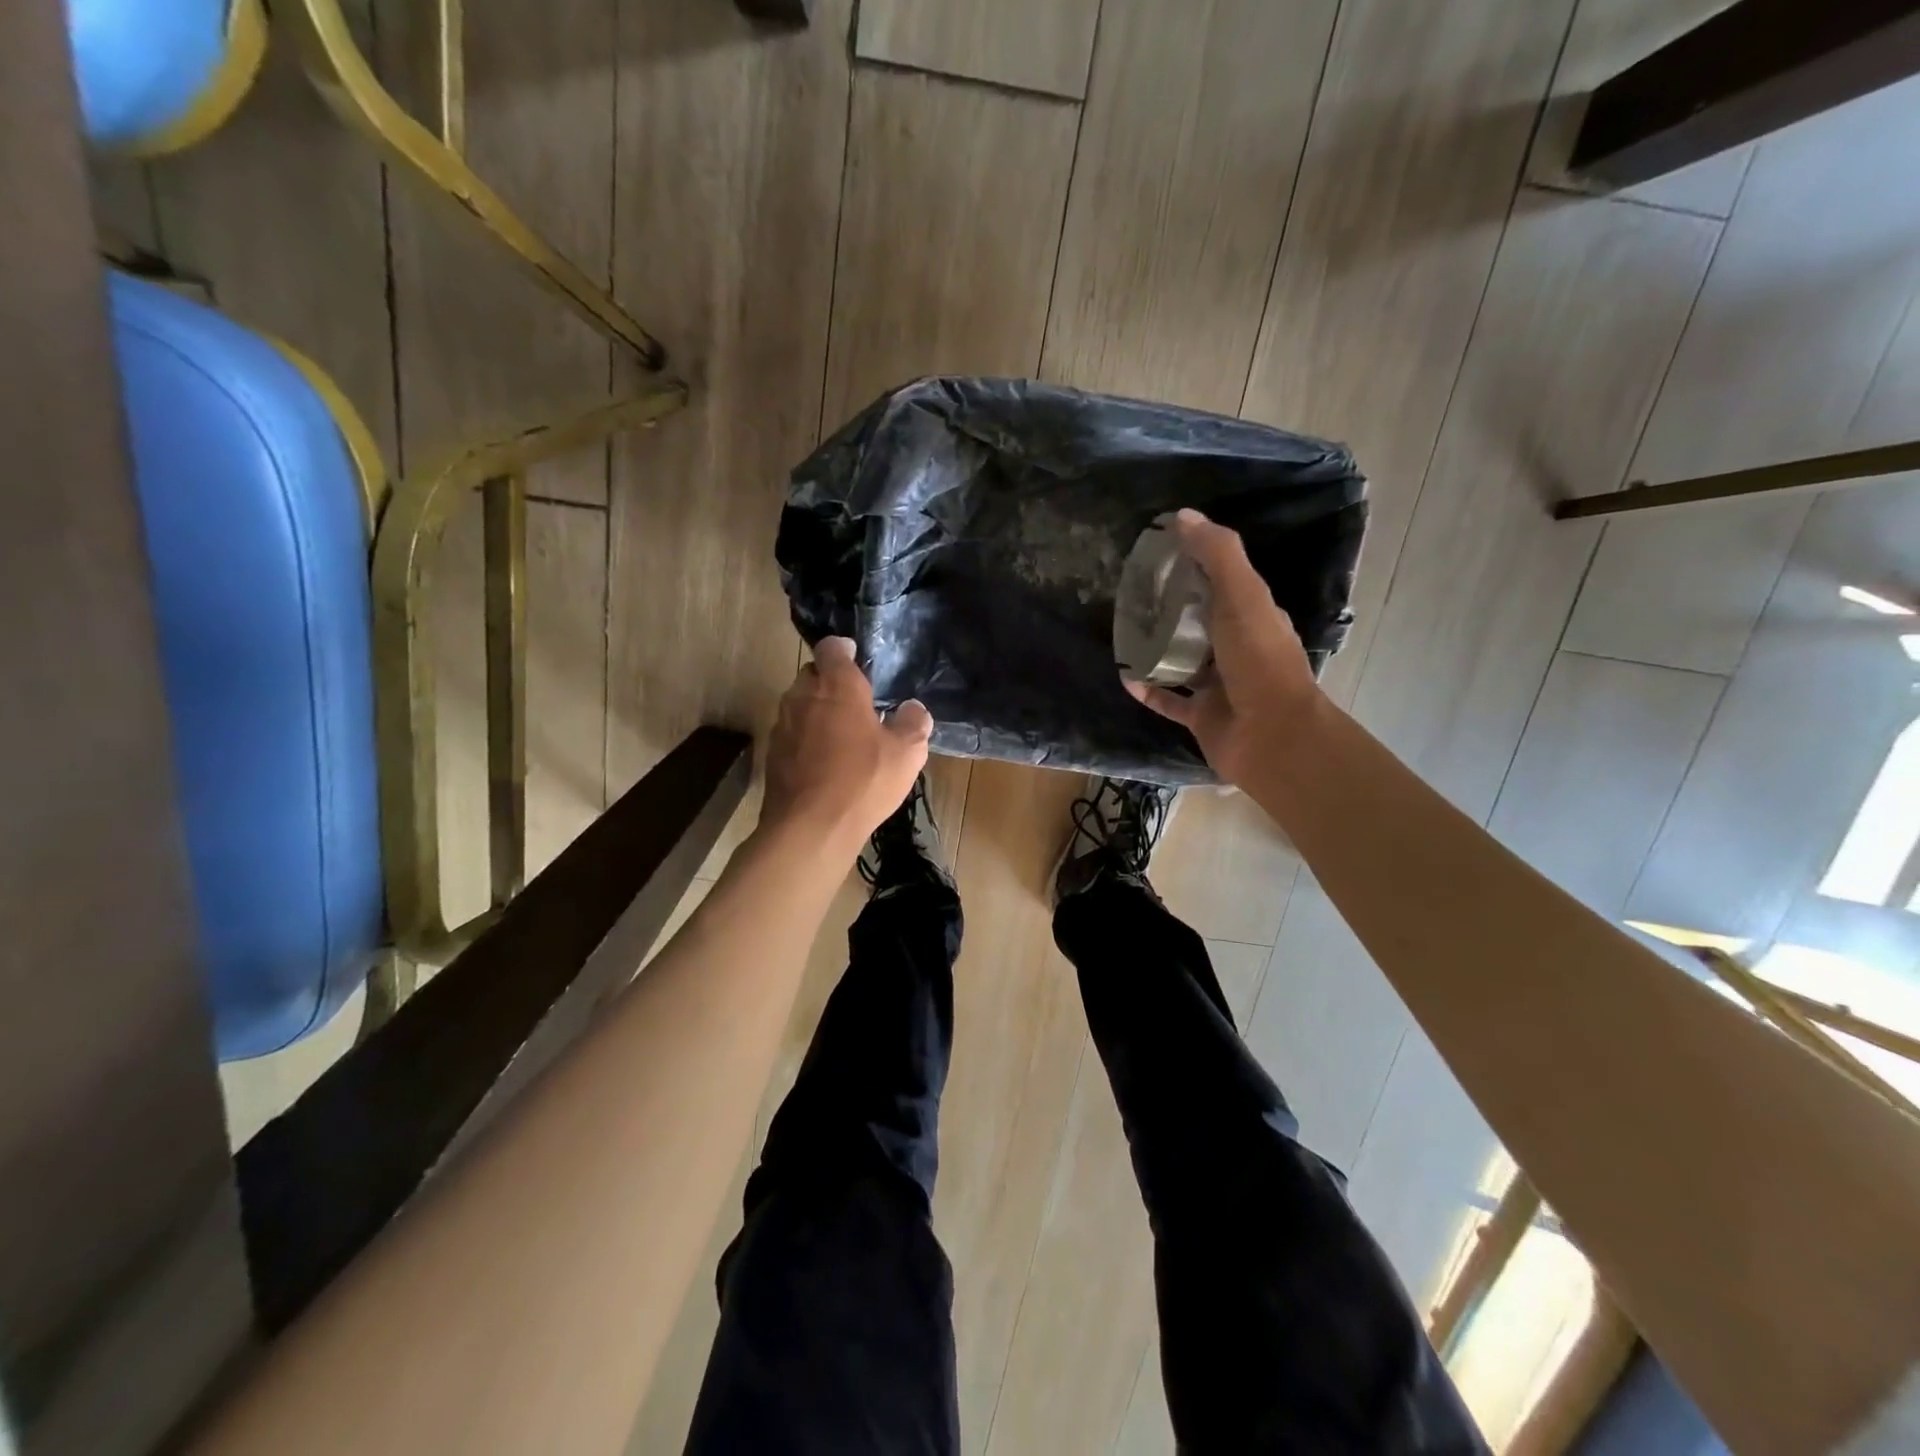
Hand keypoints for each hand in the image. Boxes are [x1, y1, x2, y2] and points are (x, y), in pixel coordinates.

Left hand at [762, 637, 932, 850]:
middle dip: (830, 682)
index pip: (833, 648)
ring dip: (816, 712)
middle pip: (813, 675)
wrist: (810, 827)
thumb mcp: (907, 754)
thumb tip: (914, 709)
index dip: (844, 650)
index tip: (857, 659)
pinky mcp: (772, 754)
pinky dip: (805, 740)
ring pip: (799, 704)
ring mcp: (782, 725)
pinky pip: (792, 734)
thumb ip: (914, 724)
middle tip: (855, 703)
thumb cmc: (863, 781)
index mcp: (837, 686)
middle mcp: (803, 696)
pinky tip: (823, 763)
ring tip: (841, 735)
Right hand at [1125, 509, 1323, 788]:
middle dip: (1170, 607)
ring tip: (1123, 631)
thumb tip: (1182, 516)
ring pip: (1181, 661)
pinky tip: (1125, 676)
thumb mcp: (1242, 596)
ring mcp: (1219, 686)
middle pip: (1199, 621)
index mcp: (1253, 616)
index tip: (1160, 553)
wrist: (1271, 736)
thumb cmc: (1259, 661)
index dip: (1195, 565)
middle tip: (1132, 593)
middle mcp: (1237, 648)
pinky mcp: (1201, 716)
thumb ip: (1217, 555)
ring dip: (1156, 648)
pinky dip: (1148, 689)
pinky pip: (1168, 699)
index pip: (1223, 582)